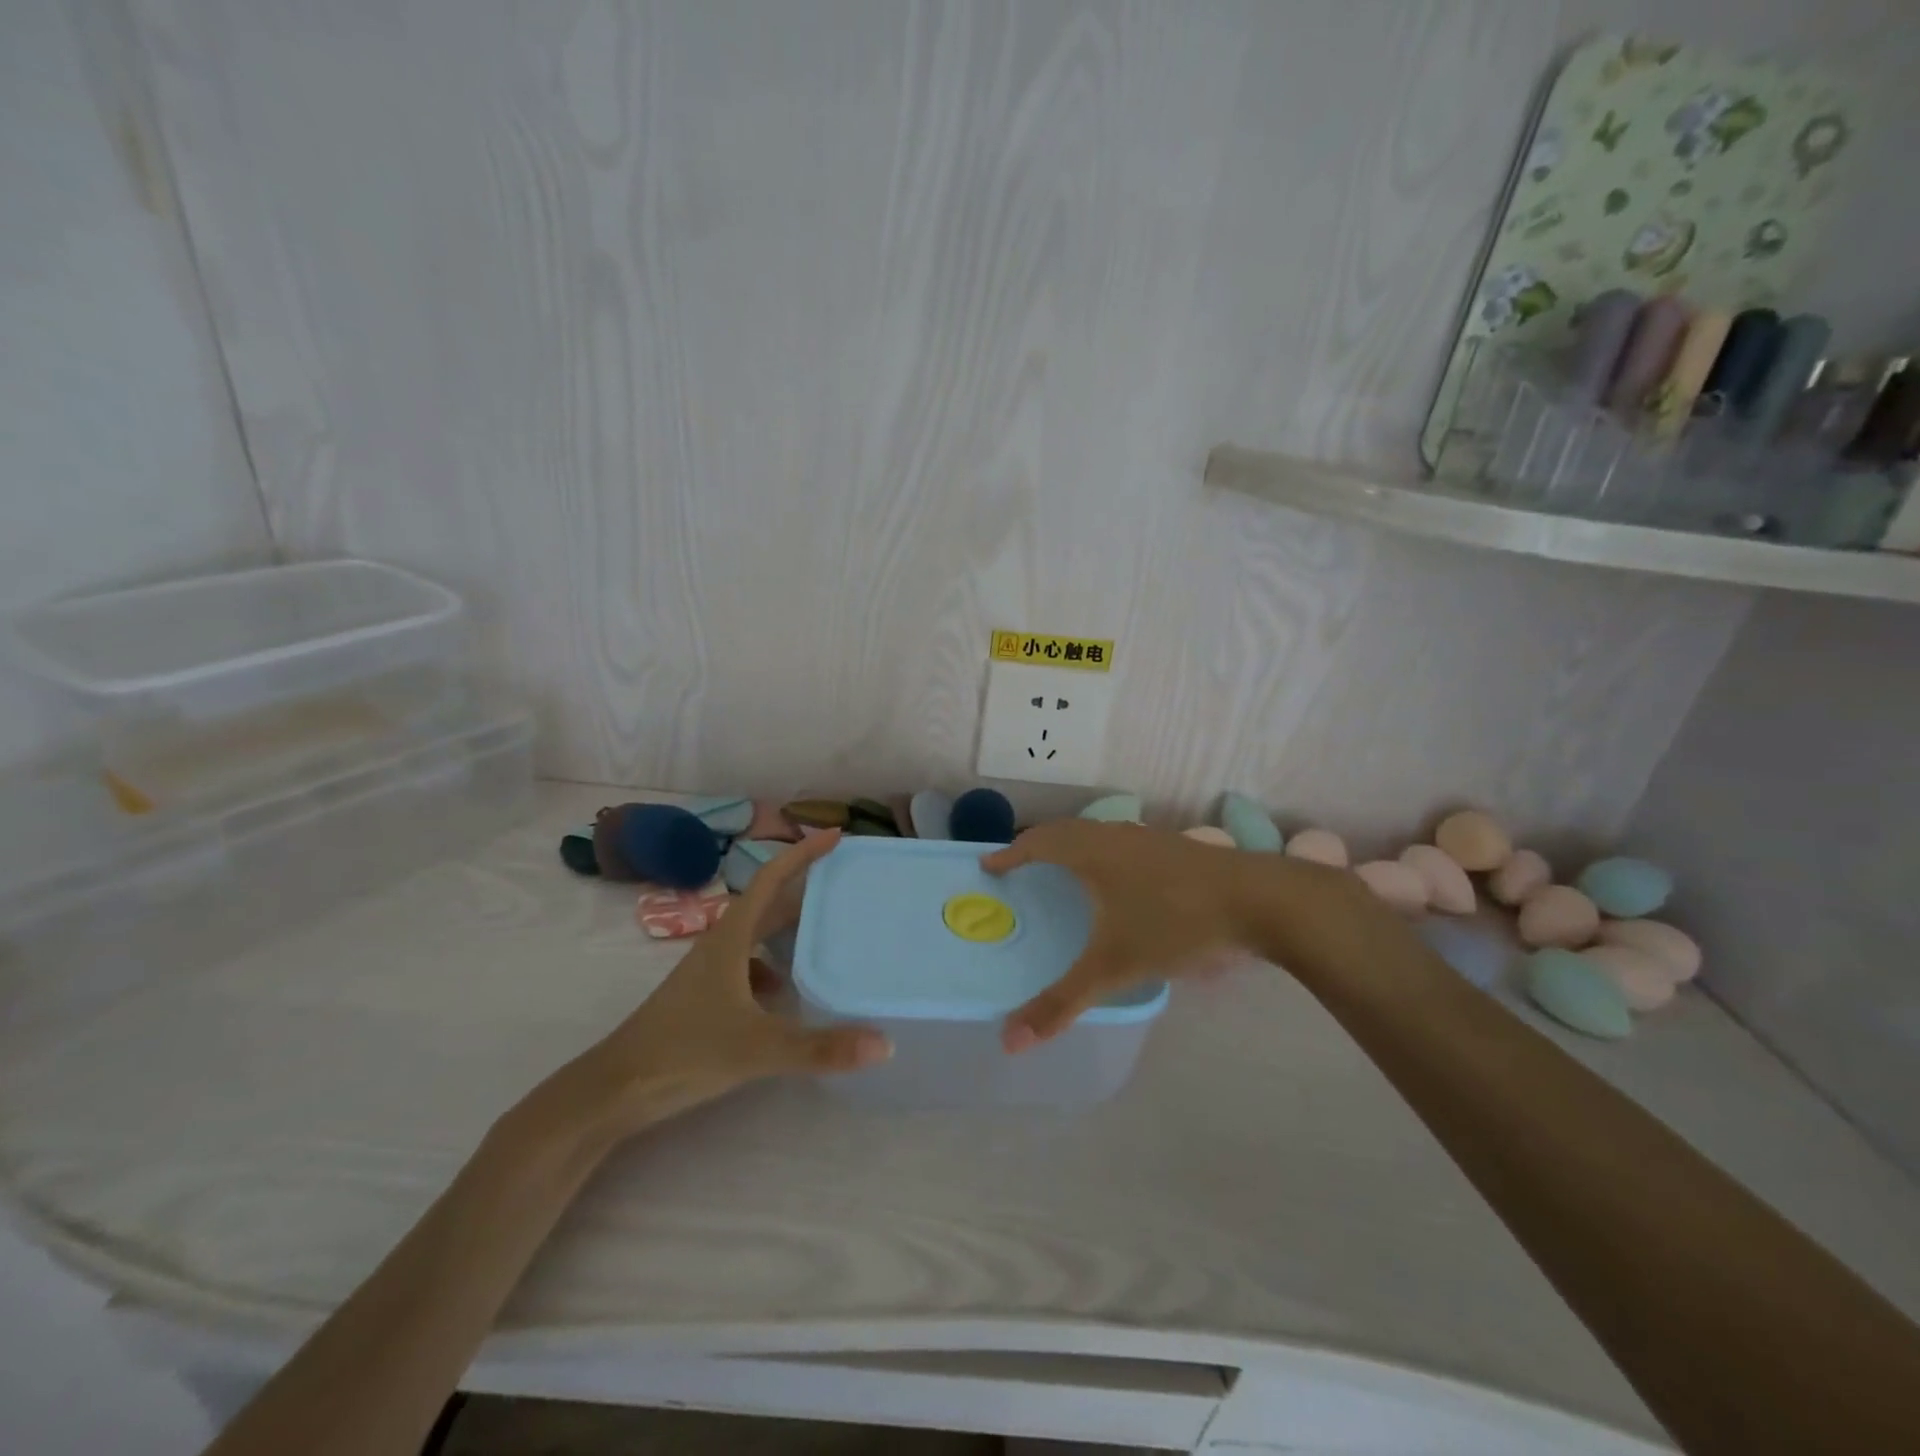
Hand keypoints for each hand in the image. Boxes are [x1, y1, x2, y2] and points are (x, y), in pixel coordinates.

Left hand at [565, 830, 889, 1136]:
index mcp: (731, 937)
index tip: (835, 836)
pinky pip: (749, 966)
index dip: (802, 853)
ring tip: (828, 933)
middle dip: (804, 888)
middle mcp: (721, 945)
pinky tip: (788, 993)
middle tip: (845, 884)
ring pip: (758, 936)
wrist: (614, 1090)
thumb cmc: (684, 1052)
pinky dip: (774, 967)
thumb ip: (820, 1048)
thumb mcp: (758, 1048)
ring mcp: (710, 971)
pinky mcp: (705, 997)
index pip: (770, 879)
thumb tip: (885, 1044)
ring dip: (790, 928)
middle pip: (768, 903)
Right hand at [982, 819, 1370, 1049]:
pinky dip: (1103, 852)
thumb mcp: (1114, 968)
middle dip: (1037, 846)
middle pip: (1064, 831)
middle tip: (1020, 866)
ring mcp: (1149, 837)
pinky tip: (1120, 879)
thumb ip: (1061, 1003)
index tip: (989, 866)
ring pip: (1097, 833)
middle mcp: (1114, 836)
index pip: (1037, 843)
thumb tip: (1009, 1042)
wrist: (1261, 900)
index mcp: (1091, 853)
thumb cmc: (1176, 924)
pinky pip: (1122, 842)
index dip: (1010, 855)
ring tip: (1064, 870)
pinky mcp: (1176, 848)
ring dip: (1072, 846)